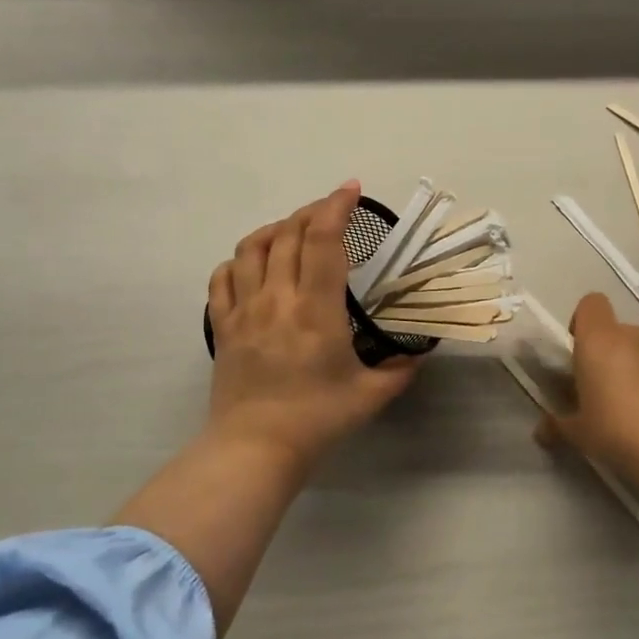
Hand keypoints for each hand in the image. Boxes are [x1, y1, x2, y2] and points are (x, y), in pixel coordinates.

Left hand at [206, 182, 420, 471]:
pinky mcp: (223, 327)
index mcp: (316, 309)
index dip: (337, 206)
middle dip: (311, 212)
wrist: (255, 448)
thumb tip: (415, 354)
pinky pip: (222, 278)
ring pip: (251, 248)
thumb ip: (399, 370)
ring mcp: (244, 310)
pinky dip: (238, 261)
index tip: (351, 190)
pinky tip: (252, 265)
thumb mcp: (371, 395)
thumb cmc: (317, 419)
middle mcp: (277, 298)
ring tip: (292, 231)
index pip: (324, 240)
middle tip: (331, 211)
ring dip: (274, 229)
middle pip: (288, 234)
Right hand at [537, 293, 638, 538]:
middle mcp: (633, 337)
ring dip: (633, 369)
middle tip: (600, 390)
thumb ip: (558, 426)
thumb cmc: (619, 431)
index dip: (581, 322)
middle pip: (615, 331)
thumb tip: (541, 431)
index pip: (590, 304)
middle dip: (606, 353)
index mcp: (599, 341)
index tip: (577, 352)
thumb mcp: (580, 434)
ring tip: (631, 408)